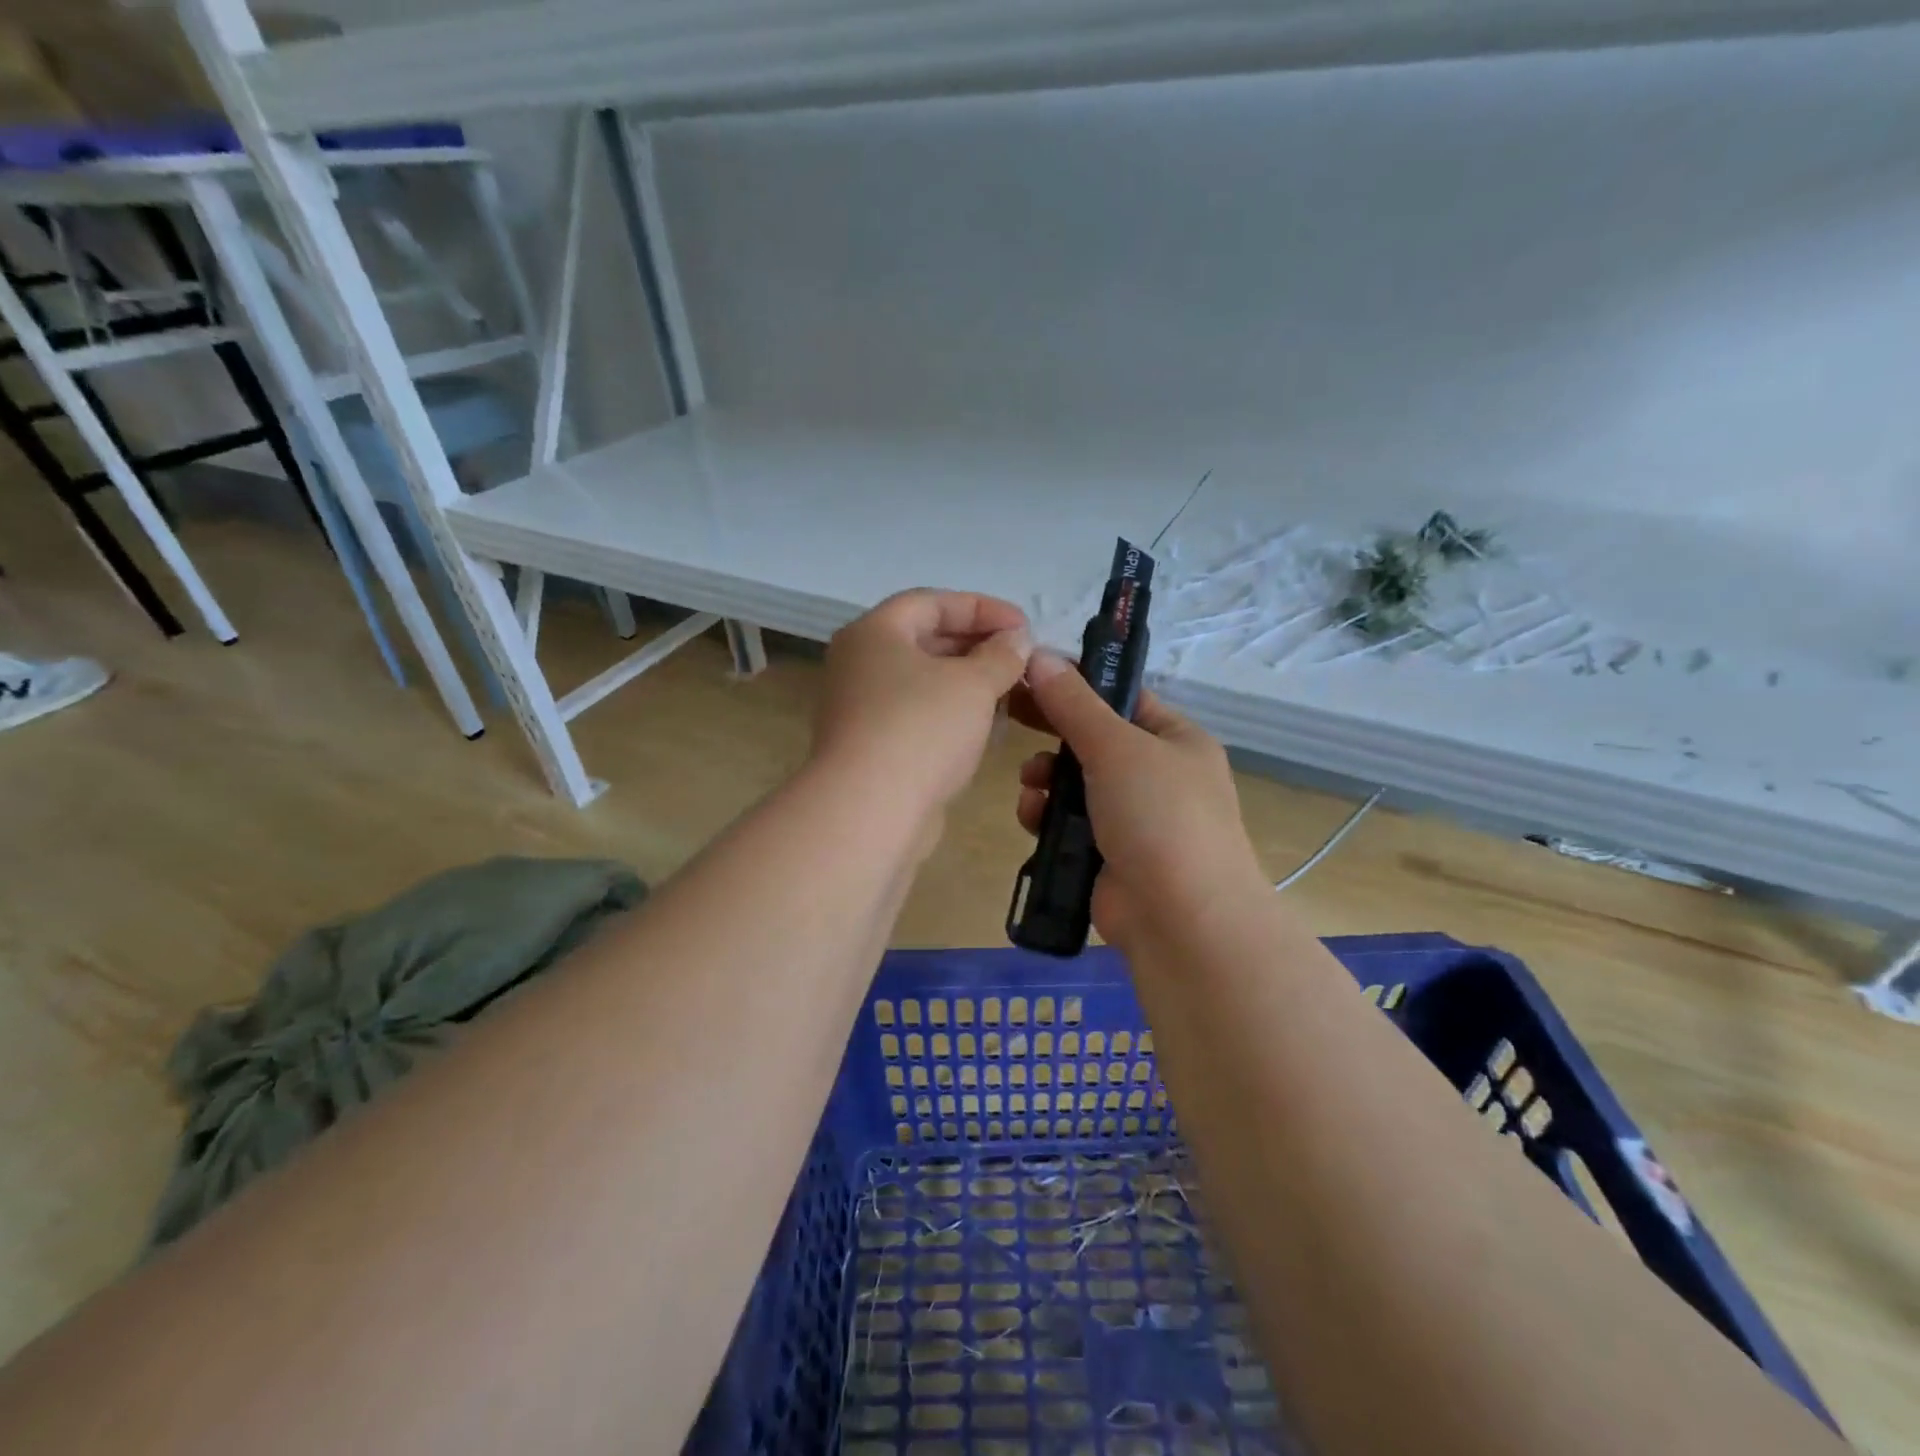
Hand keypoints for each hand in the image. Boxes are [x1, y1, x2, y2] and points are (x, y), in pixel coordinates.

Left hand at [813, 590, 1031, 818]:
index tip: (1024, 625)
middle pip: (925, 640)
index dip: (982, 608)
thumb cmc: (921, 729)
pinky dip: (951, 715)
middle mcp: (859, 664)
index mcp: (874, 633)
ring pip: (923, 682)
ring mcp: (861, 708)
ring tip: (1012, 692)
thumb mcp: (973, 683)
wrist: (869, 811)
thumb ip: (1001, 655)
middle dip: (977, 646)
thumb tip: (1016, 640)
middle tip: (1021, 659)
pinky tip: (987, 728)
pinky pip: (918, 716)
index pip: (931, 602)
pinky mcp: (871, 747)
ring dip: (968, 683)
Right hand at [1012, 652, 1267, 949]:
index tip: (1030, 675)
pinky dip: (1047, 817)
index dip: (1077, 685)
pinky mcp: (1107, 856)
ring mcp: (1134, 819)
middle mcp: (1158, 776)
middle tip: (1010, 715)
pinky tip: (1031, 816)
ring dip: (1046, 778)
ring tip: (1030, 783)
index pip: (1123, 698)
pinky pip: (1068, 823)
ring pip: (1075, 784)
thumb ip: (1074, 704)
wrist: (1182, 920)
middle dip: (1054, 734)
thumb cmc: (1159, 816)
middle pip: (1093, 741)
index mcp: (1176, 740)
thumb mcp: (1117, 747)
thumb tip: (1039, 656)